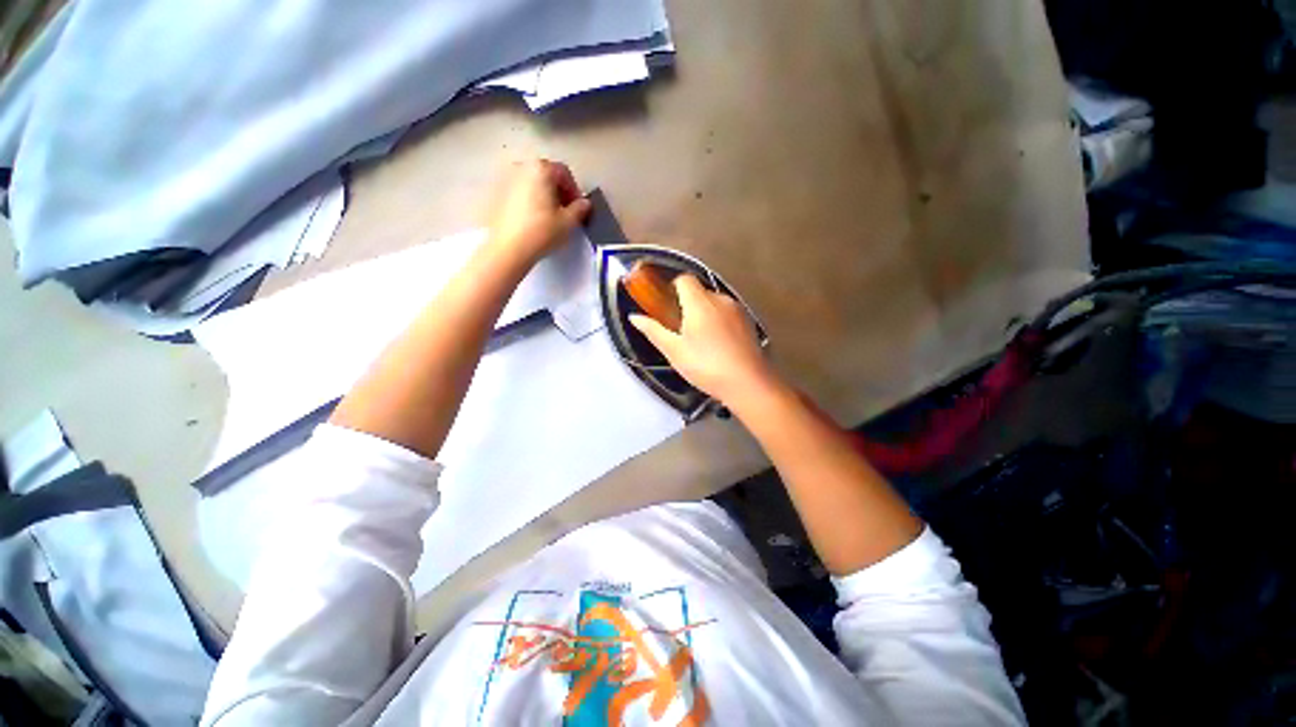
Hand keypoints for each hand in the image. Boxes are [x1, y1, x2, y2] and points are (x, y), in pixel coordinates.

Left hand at [484, 159, 591, 265]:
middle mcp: (521, 167)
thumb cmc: (541, 232)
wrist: (507, 249)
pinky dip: (528, 201)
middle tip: (565, 212)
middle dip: (558, 192)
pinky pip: (518, 192)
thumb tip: (584, 204)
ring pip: (531, 183)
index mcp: (540, 168)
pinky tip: (532, 220)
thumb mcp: (568, 223)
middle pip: (545, 174)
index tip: (578, 208)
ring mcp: (505, 179)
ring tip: (548, 217)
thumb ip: (580, 209)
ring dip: (543, 196)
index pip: (564, 172)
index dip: (574, 191)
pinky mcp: (494, 194)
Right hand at [630, 275, 778, 405]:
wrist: (748, 383)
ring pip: (715, 302)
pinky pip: (728, 313)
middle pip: (699, 291)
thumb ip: (653, 330)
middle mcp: (720, 300)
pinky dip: (718, 320)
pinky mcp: (749, 322)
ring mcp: (738, 310)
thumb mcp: (674, 351)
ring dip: (704, 313)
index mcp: (700, 303)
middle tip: (679, 328)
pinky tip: (717, 344)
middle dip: (687, 304)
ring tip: (700, 340)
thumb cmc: (706, 366)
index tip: (666, 305)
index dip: (672, 287)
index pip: (684, 279)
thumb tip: (634, 317)